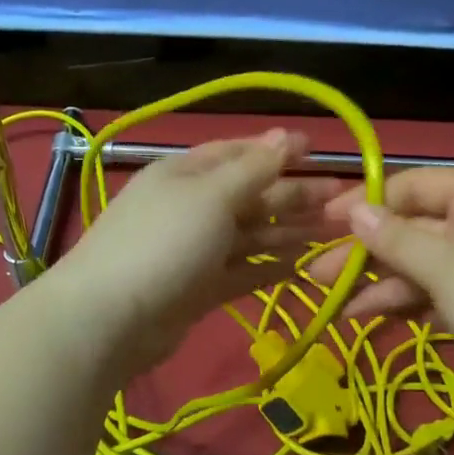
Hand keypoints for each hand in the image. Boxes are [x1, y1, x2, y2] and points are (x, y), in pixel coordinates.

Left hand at [46, 129, 340, 379]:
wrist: (110, 319)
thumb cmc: (163, 243)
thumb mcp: (211, 196)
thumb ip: (253, 169)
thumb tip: (285, 135)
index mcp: (185, 174)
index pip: (237, 154)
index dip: (276, 151)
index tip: (318, 152)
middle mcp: (190, 207)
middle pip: (249, 196)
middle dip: (293, 196)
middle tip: (342, 201)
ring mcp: (193, 251)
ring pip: (249, 236)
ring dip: (288, 232)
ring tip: (333, 233)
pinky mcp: (198, 289)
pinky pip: (241, 271)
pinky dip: (269, 268)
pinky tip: (302, 266)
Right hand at [307, 168, 453, 395]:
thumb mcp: (446, 268)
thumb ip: (396, 239)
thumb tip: (355, 210)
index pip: (414, 185)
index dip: (368, 202)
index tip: (325, 223)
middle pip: (414, 227)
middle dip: (366, 251)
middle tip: (317, 274)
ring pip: (422, 263)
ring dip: (380, 282)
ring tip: (334, 305)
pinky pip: (439, 290)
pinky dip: (407, 301)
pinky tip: (370, 317)